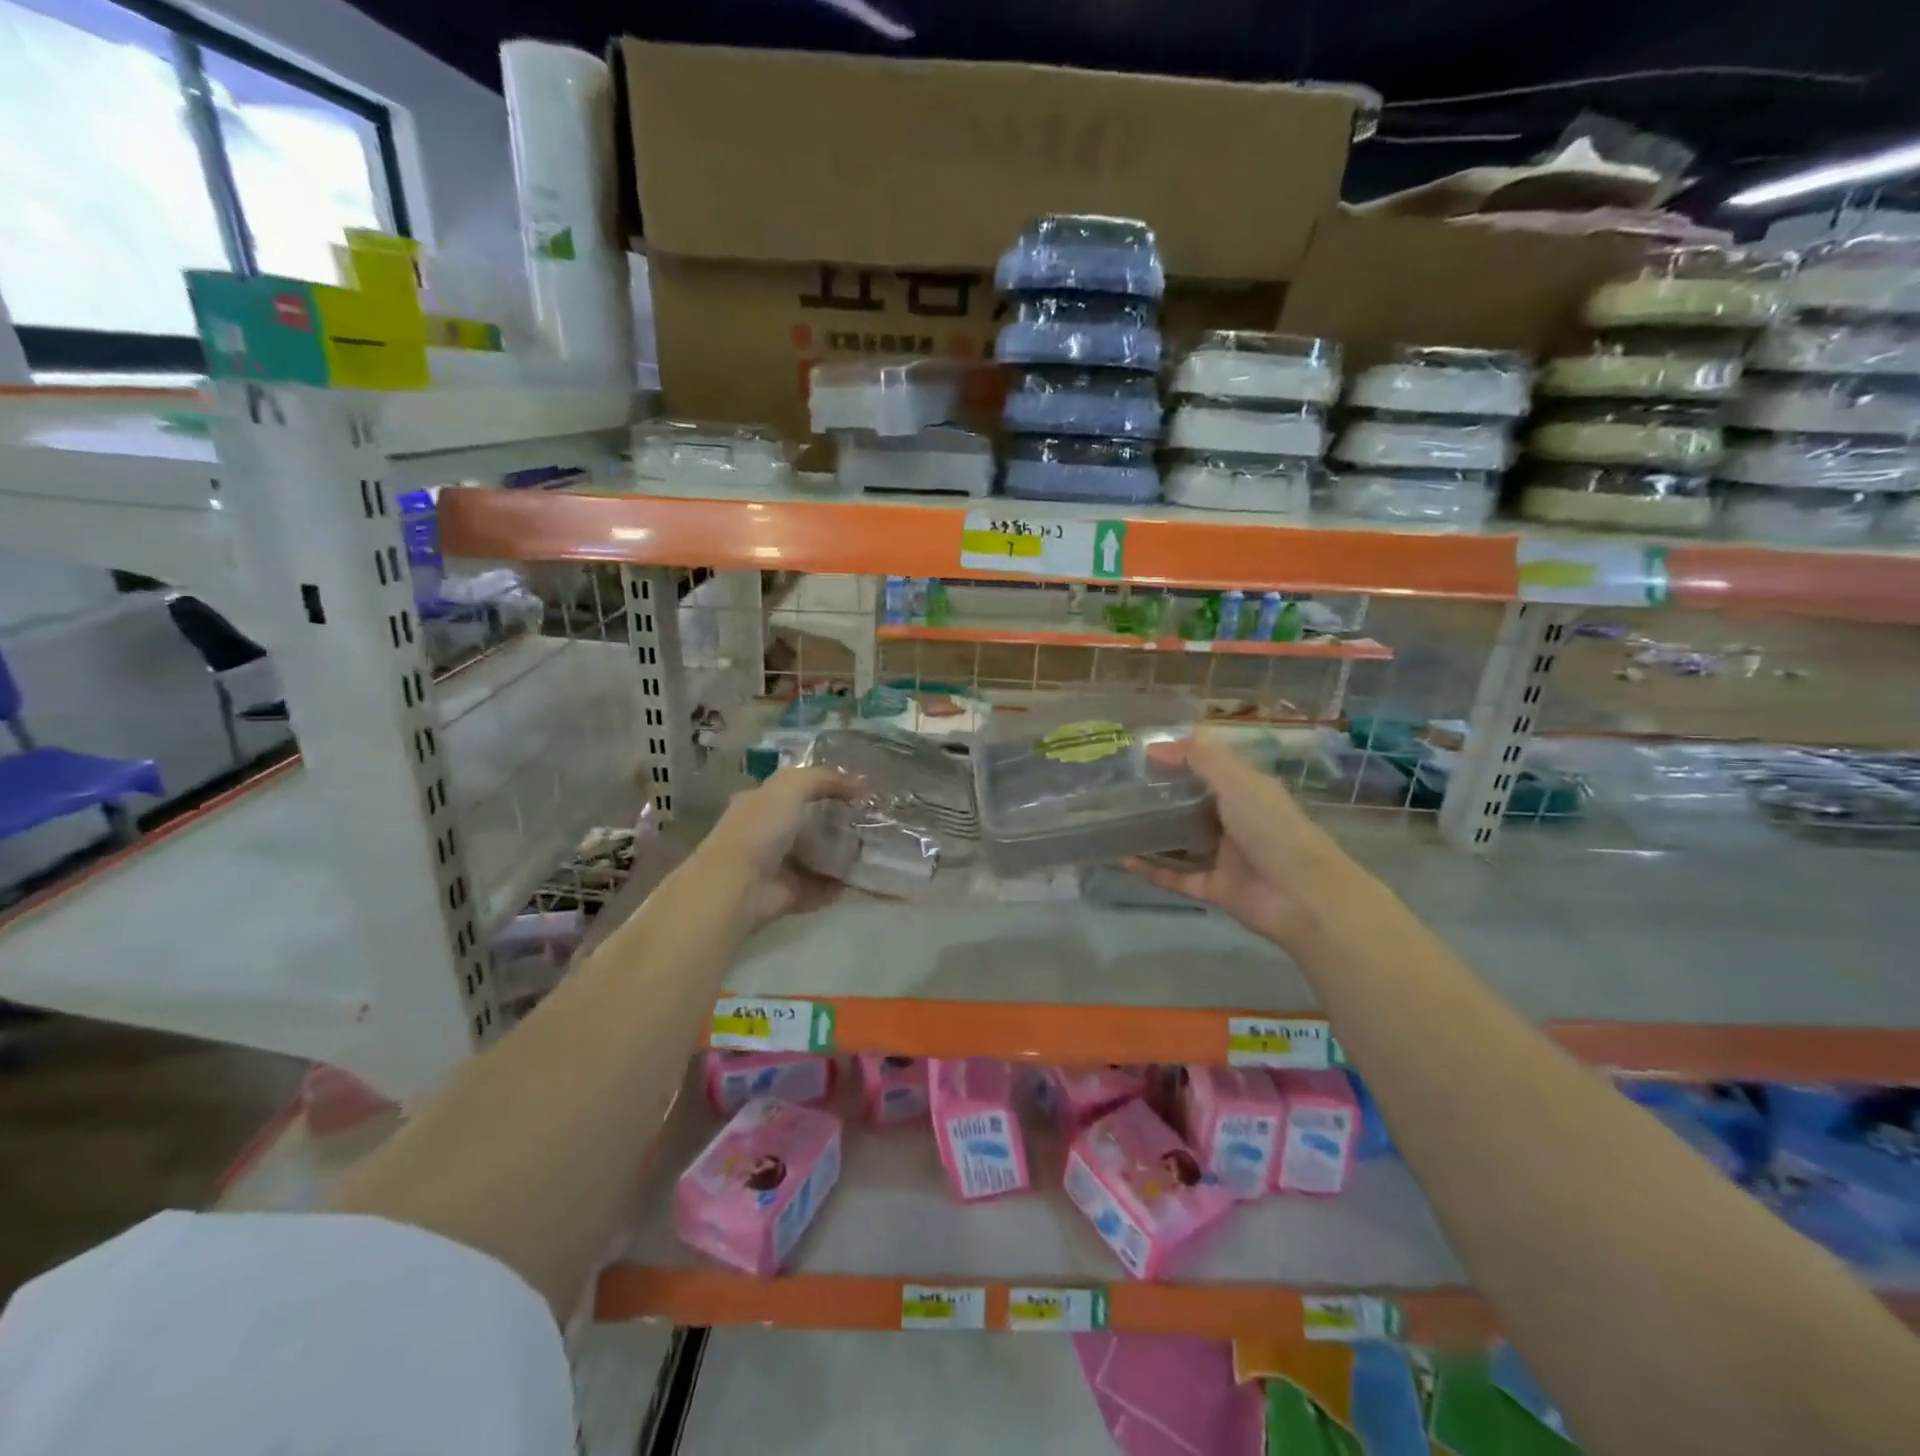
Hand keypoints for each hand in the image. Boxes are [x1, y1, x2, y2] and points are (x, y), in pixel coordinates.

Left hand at [695, 766, 865, 928]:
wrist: (737, 885)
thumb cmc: (760, 828)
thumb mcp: (790, 786)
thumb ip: (824, 779)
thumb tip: (861, 784)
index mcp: (760, 803)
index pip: (795, 789)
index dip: (825, 786)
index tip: (858, 791)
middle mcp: (766, 832)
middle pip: (807, 822)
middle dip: (836, 821)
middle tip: (869, 820)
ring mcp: (776, 866)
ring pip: (814, 856)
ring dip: (839, 854)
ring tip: (870, 848)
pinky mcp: (788, 894)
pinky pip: (819, 887)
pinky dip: (837, 885)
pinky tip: (860, 877)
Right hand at [1126, 735, 1359, 952]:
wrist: (1303, 896)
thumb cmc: (1272, 828)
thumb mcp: (1238, 781)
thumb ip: (1200, 758)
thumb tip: (1155, 747)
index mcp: (1246, 792)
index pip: (1208, 770)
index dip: (1177, 761)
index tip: (1138, 758)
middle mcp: (1234, 821)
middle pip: (1191, 806)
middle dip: (1159, 798)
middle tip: (1118, 790)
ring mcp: (1224, 857)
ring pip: (1182, 842)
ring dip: (1153, 834)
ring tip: (1115, 824)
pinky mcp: (1215, 888)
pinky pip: (1177, 877)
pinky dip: (1153, 870)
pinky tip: (1124, 859)